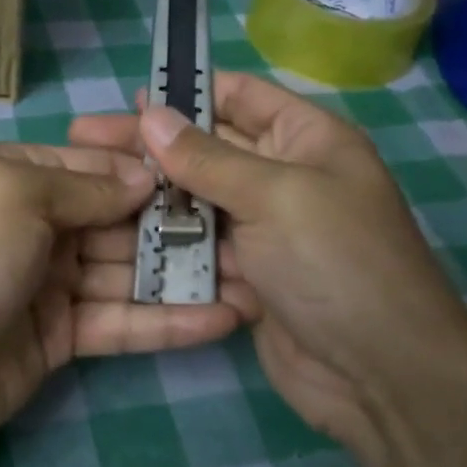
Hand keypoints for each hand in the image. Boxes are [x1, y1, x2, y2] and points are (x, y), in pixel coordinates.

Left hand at [0, 144, 241, 457]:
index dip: (150, 169)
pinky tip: (223, 320)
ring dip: (183, 276)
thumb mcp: (15, 196)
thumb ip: (86, 185)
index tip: (211, 171)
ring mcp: (50, 282)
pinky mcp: (62, 335)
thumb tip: (146, 176)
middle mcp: (37, 223)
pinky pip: (121, 321)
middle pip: (119, 218)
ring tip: (254, 277)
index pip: (96, 164)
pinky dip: (167, 322)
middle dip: (178, 224)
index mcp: (18, 177)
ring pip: (127, 271)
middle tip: (250, 230)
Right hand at [69, 72, 466, 443]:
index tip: (128, 99)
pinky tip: (117, 234)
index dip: (187, 91)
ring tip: (92, 185)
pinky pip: (199, 245)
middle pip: (208, 147)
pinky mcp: (248, 272)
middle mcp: (285, 176)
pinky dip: (167, 240)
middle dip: (151, 144)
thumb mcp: (275, 196)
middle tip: (84, 139)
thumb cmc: (337, 263)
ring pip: (197, 198)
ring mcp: (265, 228)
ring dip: (151, 194)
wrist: (381, 375)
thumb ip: (207, 157)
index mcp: (307, 139)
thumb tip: (150, 115)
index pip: (240, 96)